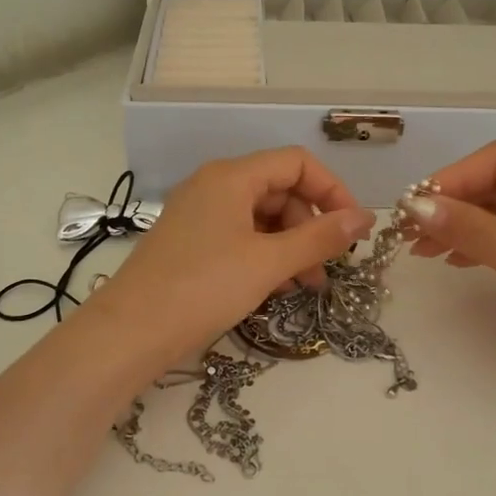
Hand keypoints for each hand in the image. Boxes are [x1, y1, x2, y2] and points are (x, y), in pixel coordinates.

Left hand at [81, 149, 375, 376]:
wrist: (130, 332)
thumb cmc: (203, 288)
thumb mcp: (269, 263)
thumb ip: (320, 238)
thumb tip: (364, 218)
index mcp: (231, 177)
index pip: (296, 163)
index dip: (332, 191)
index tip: (352, 230)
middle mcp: (213, 186)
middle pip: (279, 190)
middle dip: (310, 226)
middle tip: (326, 268)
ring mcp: (198, 214)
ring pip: (260, 218)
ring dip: (290, 246)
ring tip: (305, 286)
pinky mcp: (190, 243)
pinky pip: (239, 237)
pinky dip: (264, 256)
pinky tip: (276, 287)